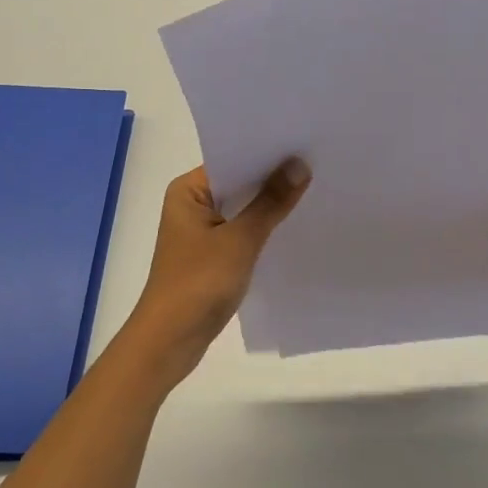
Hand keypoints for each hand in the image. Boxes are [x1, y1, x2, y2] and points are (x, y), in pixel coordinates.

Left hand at [120, 160, 310, 384]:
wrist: (169, 343)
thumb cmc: (198, 283)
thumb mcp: (240, 240)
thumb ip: (271, 202)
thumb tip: (300, 164)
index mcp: (188, 191)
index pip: (232, 159)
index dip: (267, 153)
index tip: (304, 144)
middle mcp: (191, 205)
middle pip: (239, 183)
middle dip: (273, 178)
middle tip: (318, 163)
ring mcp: (201, 232)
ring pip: (243, 209)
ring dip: (270, 205)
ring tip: (314, 189)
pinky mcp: (211, 256)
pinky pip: (242, 231)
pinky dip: (263, 229)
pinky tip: (294, 226)